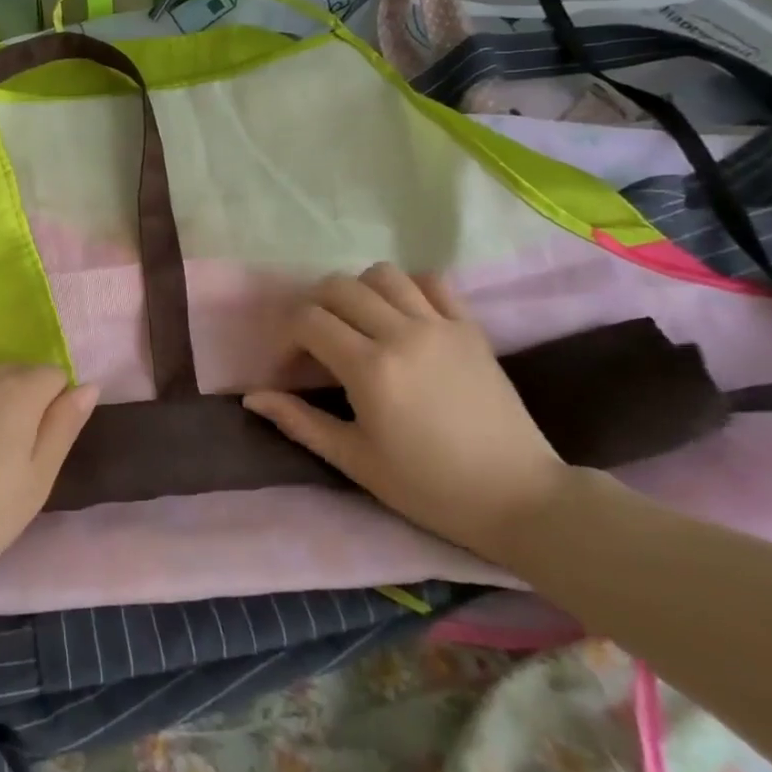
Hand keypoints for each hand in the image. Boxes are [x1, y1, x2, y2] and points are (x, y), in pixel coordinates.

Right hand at [243, 264, 571, 566]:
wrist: (519, 497)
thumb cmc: (429, 487)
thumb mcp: (356, 460)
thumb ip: (300, 421)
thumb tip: (252, 396)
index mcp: (370, 369)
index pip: (308, 320)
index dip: (286, 338)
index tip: (289, 368)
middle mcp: (402, 333)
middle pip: (338, 286)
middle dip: (313, 307)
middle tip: (315, 343)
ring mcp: (441, 325)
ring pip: (382, 274)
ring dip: (358, 291)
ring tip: (358, 325)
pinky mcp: (470, 328)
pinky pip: (432, 281)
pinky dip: (407, 287)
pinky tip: (402, 316)